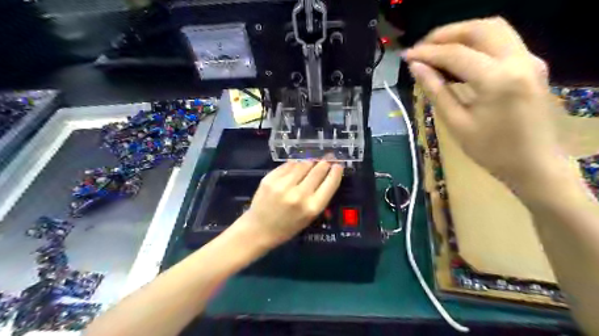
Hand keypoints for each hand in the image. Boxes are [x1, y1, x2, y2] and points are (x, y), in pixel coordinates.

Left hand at [239, 161, 340, 249]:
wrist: (259, 229)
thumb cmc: (287, 227)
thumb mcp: (309, 217)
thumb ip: (319, 196)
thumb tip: (327, 174)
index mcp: (312, 207)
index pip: (330, 183)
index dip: (336, 171)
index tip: (338, 165)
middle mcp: (299, 194)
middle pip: (318, 170)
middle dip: (325, 162)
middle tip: (327, 158)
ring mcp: (283, 185)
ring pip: (303, 164)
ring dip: (310, 162)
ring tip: (312, 162)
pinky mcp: (270, 178)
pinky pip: (288, 165)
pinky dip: (295, 164)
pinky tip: (296, 166)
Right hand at [405, 17, 564, 187]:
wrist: (534, 163)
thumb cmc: (491, 150)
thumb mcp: (456, 123)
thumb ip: (436, 90)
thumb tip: (416, 68)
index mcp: (497, 80)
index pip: (456, 54)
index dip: (427, 53)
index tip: (406, 56)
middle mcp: (519, 60)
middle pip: (479, 29)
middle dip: (446, 34)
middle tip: (421, 49)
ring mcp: (530, 60)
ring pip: (494, 29)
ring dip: (462, 34)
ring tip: (436, 50)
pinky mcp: (531, 64)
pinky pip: (502, 41)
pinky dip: (477, 42)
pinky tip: (459, 57)